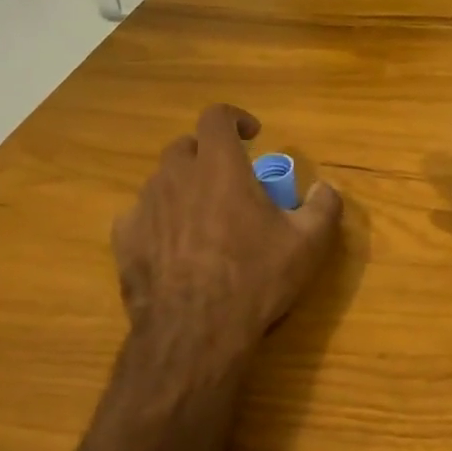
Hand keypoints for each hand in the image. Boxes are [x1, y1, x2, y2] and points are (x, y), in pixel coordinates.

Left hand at [112, 104, 340, 380]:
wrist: (195, 333)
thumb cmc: (256, 277)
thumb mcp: (309, 243)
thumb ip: (324, 206)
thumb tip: (326, 188)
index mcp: (219, 166)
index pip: (216, 116)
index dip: (234, 118)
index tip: (251, 136)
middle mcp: (176, 176)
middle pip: (185, 146)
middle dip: (207, 154)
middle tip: (229, 180)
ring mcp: (145, 207)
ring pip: (161, 181)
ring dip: (183, 188)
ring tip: (204, 217)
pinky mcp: (125, 240)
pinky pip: (140, 216)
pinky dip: (158, 220)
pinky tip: (174, 247)